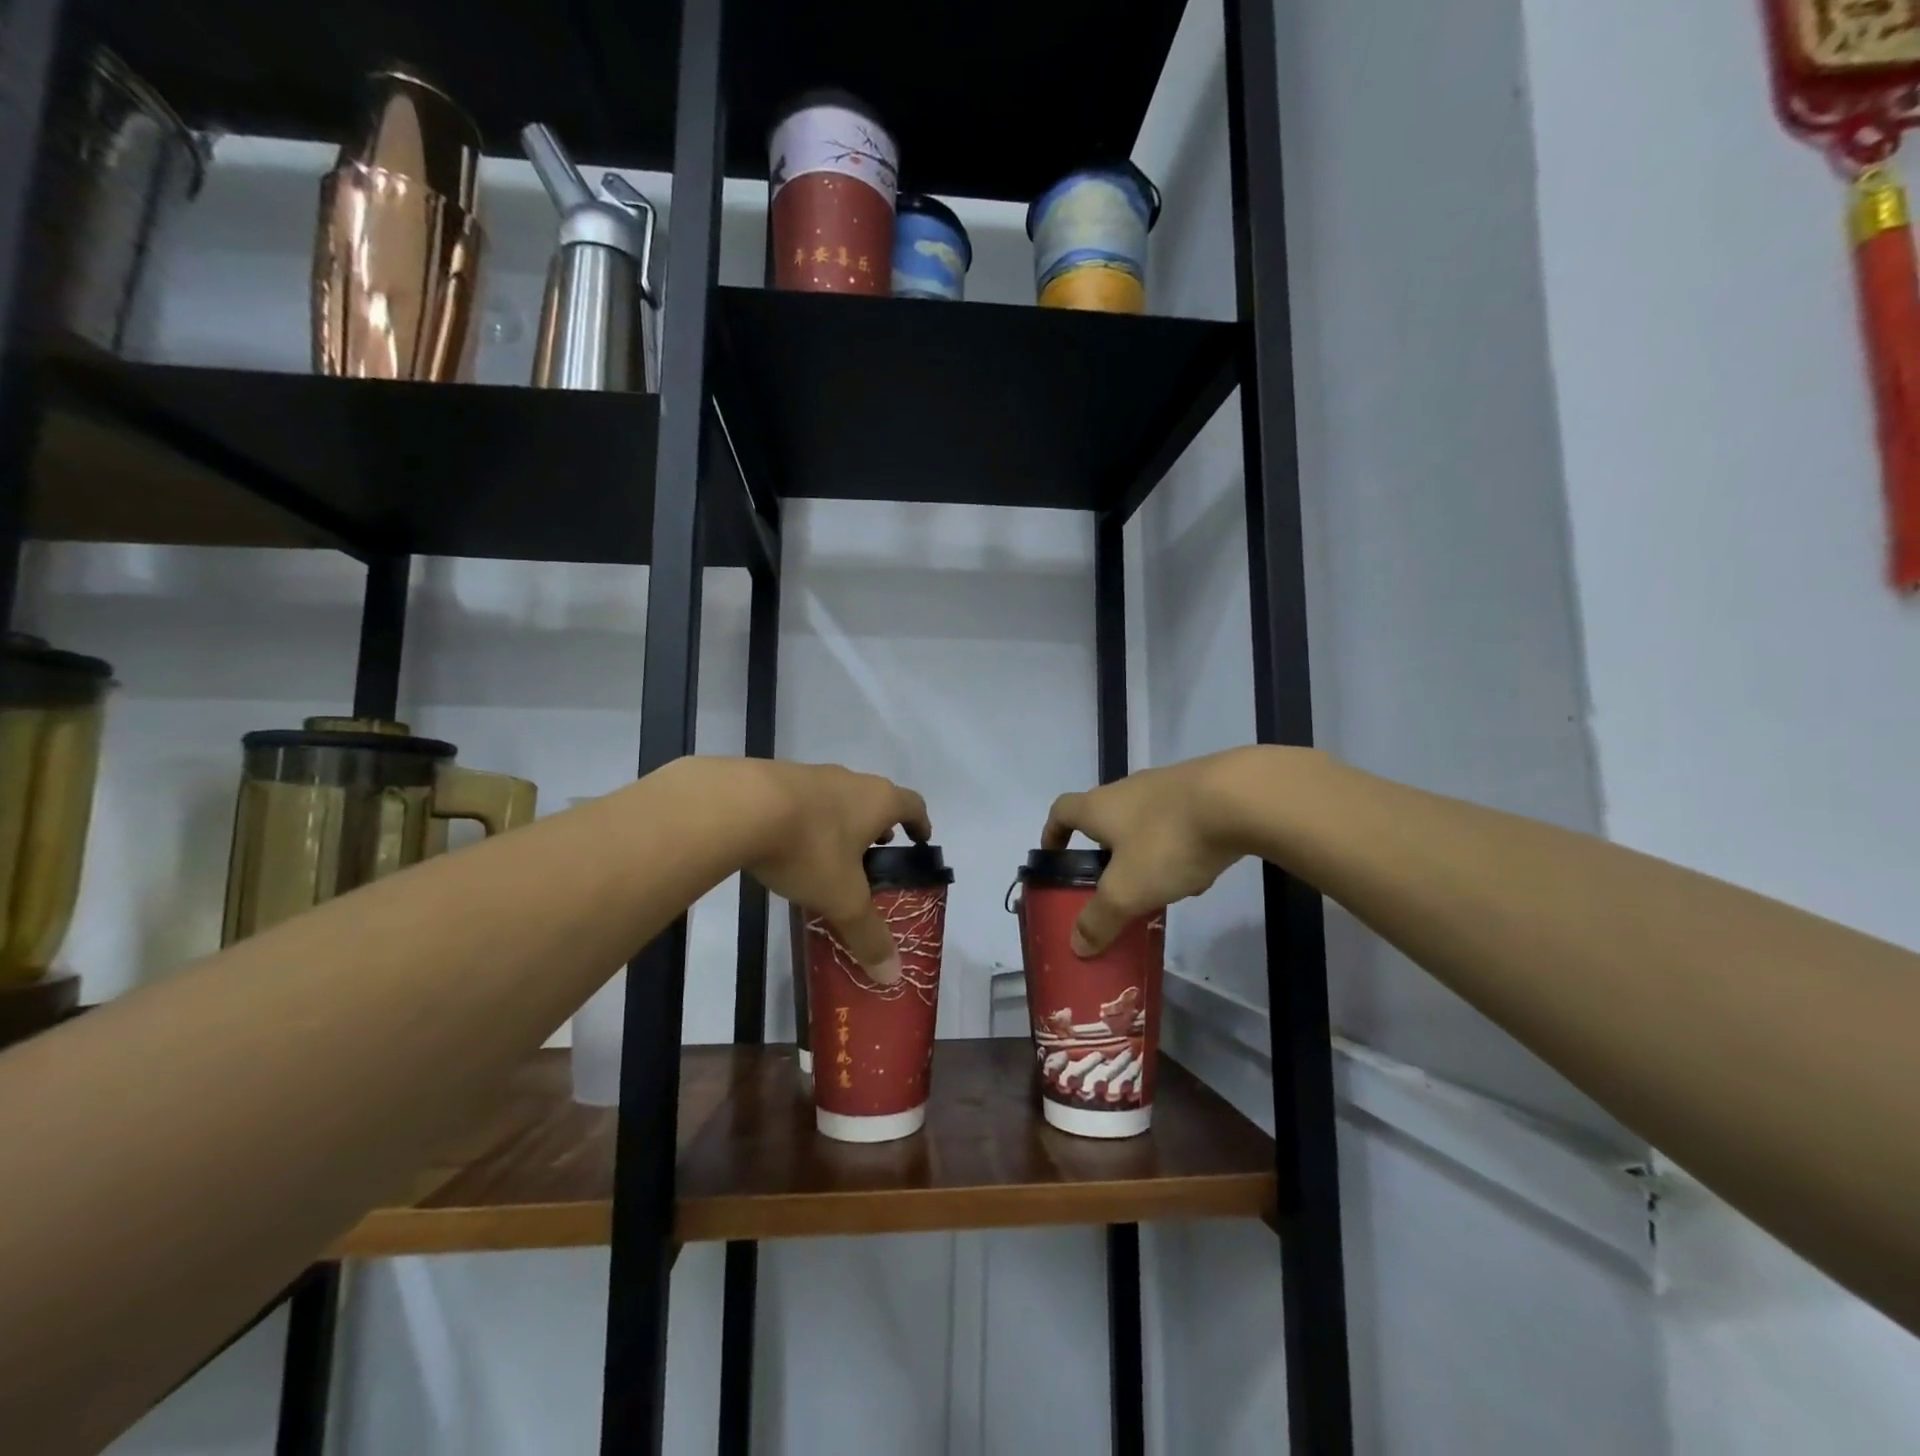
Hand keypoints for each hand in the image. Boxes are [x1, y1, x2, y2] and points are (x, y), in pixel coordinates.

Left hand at [744, 762, 931, 984]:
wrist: (740, 806)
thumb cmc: (809, 848)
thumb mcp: (842, 898)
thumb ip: (867, 934)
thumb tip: (892, 975)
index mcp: (879, 801)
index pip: (913, 805)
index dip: (920, 823)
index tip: (920, 839)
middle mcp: (851, 780)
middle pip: (876, 798)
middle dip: (879, 825)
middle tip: (876, 852)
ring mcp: (812, 775)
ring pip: (839, 797)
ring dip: (843, 821)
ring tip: (832, 853)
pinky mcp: (777, 777)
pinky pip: (805, 799)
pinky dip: (809, 819)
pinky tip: (791, 844)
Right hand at [1041, 750, 1254, 954]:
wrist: (1240, 798)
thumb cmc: (1167, 841)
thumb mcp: (1127, 890)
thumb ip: (1100, 919)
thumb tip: (1076, 945)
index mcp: (1099, 806)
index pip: (1062, 811)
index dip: (1053, 833)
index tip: (1054, 856)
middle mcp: (1128, 788)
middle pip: (1105, 816)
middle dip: (1106, 850)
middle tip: (1111, 883)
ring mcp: (1167, 785)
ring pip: (1145, 821)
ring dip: (1145, 851)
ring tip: (1159, 885)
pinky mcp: (1204, 788)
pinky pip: (1180, 821)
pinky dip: (1181, 845)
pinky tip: (1200, 870)